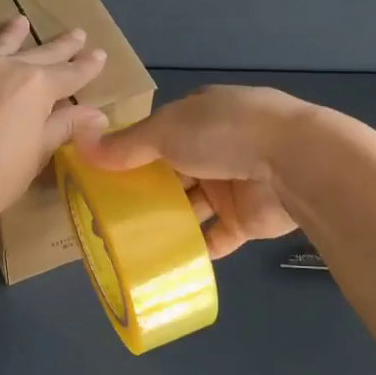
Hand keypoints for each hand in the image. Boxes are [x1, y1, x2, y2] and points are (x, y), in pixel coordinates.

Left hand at [0, 16, 108, 231]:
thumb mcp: (36, 153)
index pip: (70, 74)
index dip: (87, 67)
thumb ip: (63, 127)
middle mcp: (9, 68)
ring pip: (2, 44)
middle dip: (62, 46)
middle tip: (78, 34)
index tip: (100, 55)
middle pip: (41, 54)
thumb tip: (95, 114)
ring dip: (16, 33)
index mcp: (38, 86)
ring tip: (22, 22)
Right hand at [76, 85, 306, 258]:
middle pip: (172, 172)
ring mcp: (233, 183)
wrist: (295, 163)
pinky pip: (214, 236)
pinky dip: (194, 247)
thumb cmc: (224, 133)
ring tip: (128, 242)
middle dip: (144, 191)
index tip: (102, 175)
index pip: (158, 134)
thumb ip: (125, 144)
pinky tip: (165, 260)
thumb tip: (80, 143)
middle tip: (107, 215)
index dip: (131, 152)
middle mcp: (216, 146)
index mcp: (200, 115)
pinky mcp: (246, 219)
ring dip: (166, 221)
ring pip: (191, 206)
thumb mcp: (165, 130)